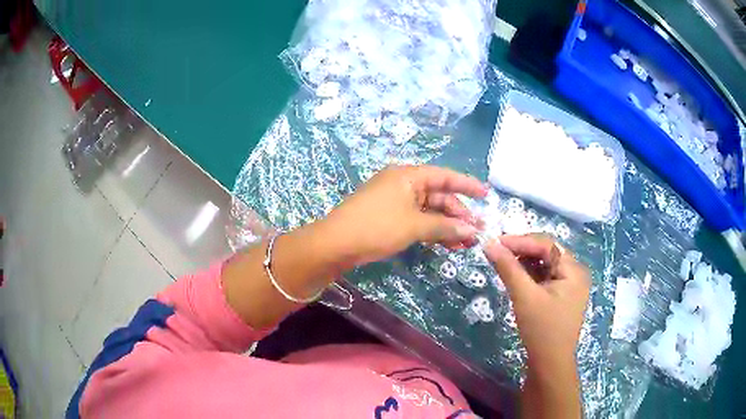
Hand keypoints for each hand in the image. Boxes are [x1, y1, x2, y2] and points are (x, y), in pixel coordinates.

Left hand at [323, 165, 487, 266]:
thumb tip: (471, 230)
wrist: (336, 243)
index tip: (486, 195)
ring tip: (465, 243)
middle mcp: (403, 184)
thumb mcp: (414, 226)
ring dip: (447, 225)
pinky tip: (446, 244)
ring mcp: (395, 200)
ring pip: (429, 210)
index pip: (445, 176)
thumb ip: (445, 227)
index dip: (467, 185)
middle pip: (438, 196)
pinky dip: (432, 230)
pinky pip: (418, 220)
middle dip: (458, 214)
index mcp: (408, 176)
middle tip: (475, 232)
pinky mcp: (390, 216)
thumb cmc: (377, 227)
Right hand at [484, 234, 589, 372]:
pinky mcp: (561, 296)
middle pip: (547, 252)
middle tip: (498, 252)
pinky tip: (515, 276)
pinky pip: (545, 277)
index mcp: (574, 269)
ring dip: (525, 262)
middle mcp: (575, 273)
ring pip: (545, 264)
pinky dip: (530, 275)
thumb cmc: (541, 329)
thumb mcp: (524, 297)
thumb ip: (508, 268)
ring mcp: (569, 285)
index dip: (521, 241)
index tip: (496, 242)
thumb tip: (489, 244)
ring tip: (503, 263)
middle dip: (522, 250)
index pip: (547, 244)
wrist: (550, 364)